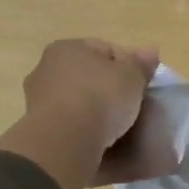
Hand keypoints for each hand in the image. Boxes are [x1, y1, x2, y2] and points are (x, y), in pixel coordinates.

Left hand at [0, 39, 159, 188]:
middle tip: (129, 105)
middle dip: (107, 87)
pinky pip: (67, 123)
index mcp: (67, 47)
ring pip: (75, 100)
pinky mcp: (38, 128)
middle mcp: (46, 68)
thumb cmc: (100, 97)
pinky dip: (81, 129)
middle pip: (87, 75)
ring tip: (114, 127)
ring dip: (92, 109)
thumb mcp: (131, 77)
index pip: (104, 49)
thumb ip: (141, 64)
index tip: (141, 84)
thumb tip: (151, 50)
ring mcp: (37, 99)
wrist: (64, 141)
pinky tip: (97, 140)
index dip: (127, 65)